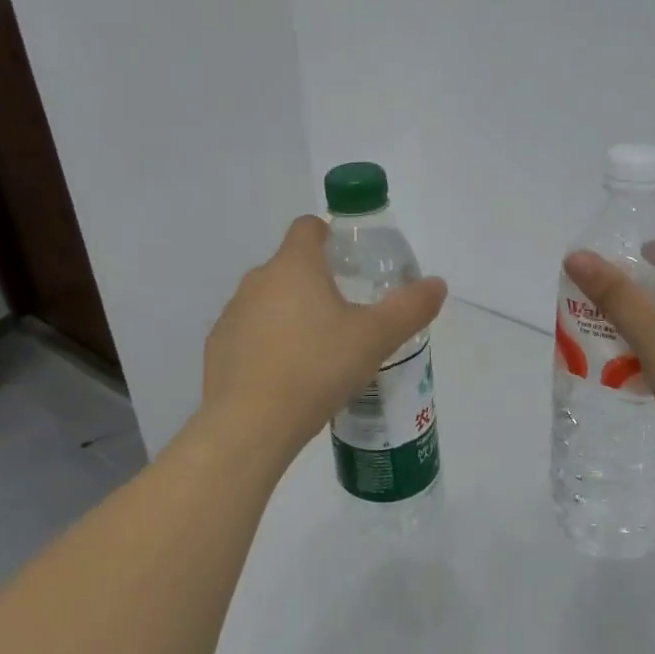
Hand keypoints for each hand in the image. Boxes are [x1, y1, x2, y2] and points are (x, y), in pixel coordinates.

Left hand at [202, 215, 447, 462]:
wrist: (249, 425)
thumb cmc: (317, 368)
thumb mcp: (376, 338)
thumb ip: (410, 308)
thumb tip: (437, 284)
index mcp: (294, 266)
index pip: (307, 227)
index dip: (328, 234)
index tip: (349, 259)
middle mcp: (257, 281)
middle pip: (290, 266)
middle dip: (317, 282)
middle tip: (347, 315)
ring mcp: (232, 315)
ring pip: (268, 301)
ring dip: (291, 314)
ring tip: (319, 352)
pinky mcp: (217, 349)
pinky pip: (249, 334)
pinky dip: (268, 344)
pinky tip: (288, 378)